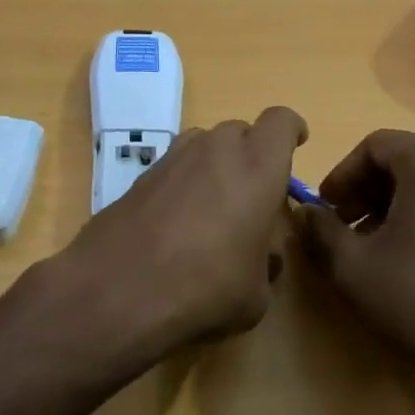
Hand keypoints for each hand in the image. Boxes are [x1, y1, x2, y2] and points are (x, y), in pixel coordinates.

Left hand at [48, 107, 308, 372]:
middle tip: (253, 194)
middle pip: (241, 131)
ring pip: (204, 145)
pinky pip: (174, 166)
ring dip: (216, 165)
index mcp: (257, 167)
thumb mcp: (257, 293)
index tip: (296, 143)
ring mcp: (172, 158)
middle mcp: (215, 150)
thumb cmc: (205, 289)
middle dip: (252, 154)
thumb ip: (267, 261)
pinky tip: (177, 222)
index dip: (291, 130)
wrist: (117, 292)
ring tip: (214, 208)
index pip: (281, 121)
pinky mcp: (140, 176)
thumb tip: (261, 253)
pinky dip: (184, 183)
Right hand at [296, 130, 414, 383]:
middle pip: (405, 160)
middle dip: (366, 188)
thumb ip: (320, 228)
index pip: (376, 145)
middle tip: (341, 223)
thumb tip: (307, 213)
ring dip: (392, 202)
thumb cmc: (413, 296)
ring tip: (368, 241)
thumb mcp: (351, 263)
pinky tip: (404, 253)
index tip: (325, 207)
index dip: (342, 173)